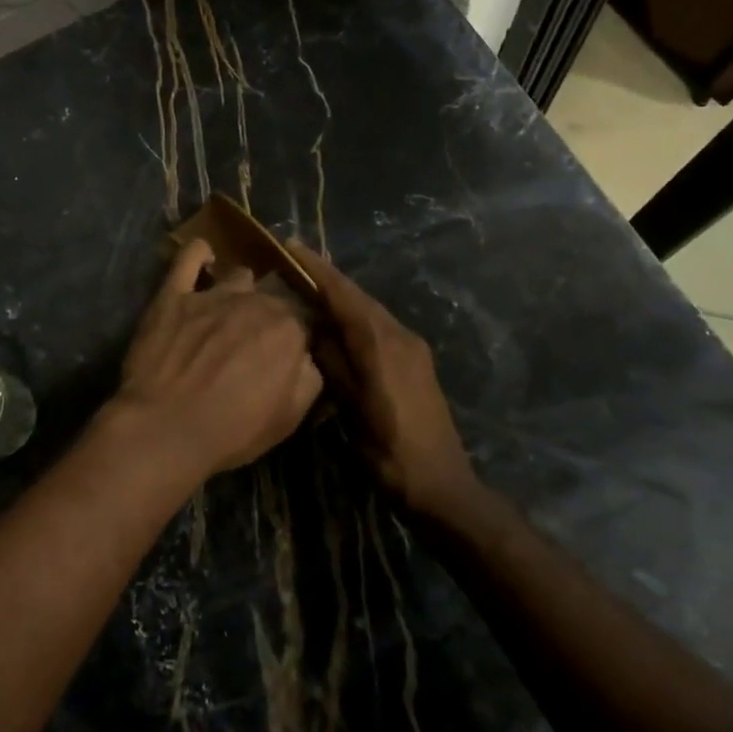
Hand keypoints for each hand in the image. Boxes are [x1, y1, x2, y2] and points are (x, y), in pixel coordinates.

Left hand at [111, 240, 322, 480]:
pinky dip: (199, 253)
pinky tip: (203, 258)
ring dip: (239, 291)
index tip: (287, 356)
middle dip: (269, 316)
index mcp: (289, 329)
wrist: (163, 428)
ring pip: (238, 276)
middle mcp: (255, 302)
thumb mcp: (289, 418)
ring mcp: (212, 294)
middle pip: (272, 297)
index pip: (305, 320)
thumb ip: (309, 378)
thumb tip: (308, 357)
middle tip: (255, 343)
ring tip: (228, 311)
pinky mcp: (173, 294)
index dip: (297, 338)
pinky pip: (189, 257)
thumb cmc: (231, 431)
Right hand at [286, 241, 475, 514]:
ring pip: (369, 310)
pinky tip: (337, 323)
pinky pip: (379, 325)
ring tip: (308, 288)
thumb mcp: (351, 408)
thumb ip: (332, 362)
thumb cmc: (389, 450)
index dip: (316, 269)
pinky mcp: (416, 360)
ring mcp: (412, 347)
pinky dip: (354, 315)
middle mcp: (399, 335)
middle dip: (326, 278)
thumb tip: (312, 328)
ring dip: (340, 296)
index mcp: (380, 343)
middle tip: (291, 265)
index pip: (343, 294)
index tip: (290, 247)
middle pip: (358, 296)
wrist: (442, 485)